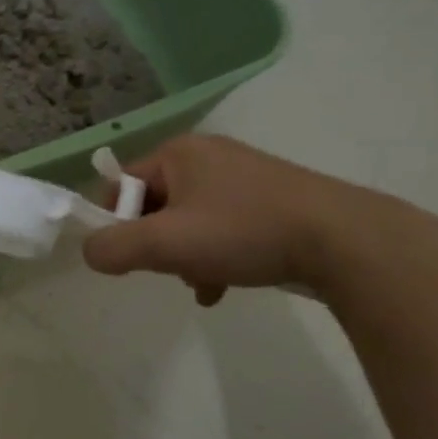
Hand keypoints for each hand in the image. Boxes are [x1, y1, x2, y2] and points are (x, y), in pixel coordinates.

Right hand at [82, 134, 410, 306]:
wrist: (346, 241)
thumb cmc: (244, 232)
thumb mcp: (165, 243)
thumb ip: (113, 248)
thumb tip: (91, 253)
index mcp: (179, 152)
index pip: (121, 183)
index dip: (116, 221)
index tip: (129, 255)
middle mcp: (208, 156)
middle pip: (155, 205)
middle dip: (156, 244)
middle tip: (170, 269)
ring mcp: (244, 176)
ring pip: (189, 221)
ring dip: (185, 256)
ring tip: (202, 283)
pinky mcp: (272, 200)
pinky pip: (222, 228)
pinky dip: (215, 256)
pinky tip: (225, 285)